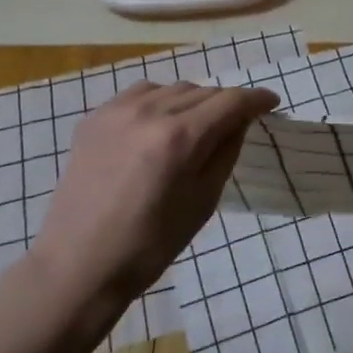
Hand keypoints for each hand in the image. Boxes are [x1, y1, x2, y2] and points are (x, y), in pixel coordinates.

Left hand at [34, 81, 278, 313]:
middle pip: (202, 91)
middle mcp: (149, 112)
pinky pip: (139, 95)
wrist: (80, 264)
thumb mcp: (204, 200)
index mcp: (180, 137)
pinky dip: (159, 102)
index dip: (256, 99)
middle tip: (236, 124)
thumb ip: (226, 151)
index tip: (271, 102)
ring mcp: (117, 112)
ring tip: (197, 124)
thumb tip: (241, 120)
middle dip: (225, 104)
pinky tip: (159, 124)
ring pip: (171, 88)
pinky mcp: (94, 119)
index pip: (230, 101)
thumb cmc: (151, 244)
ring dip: (193, 100)